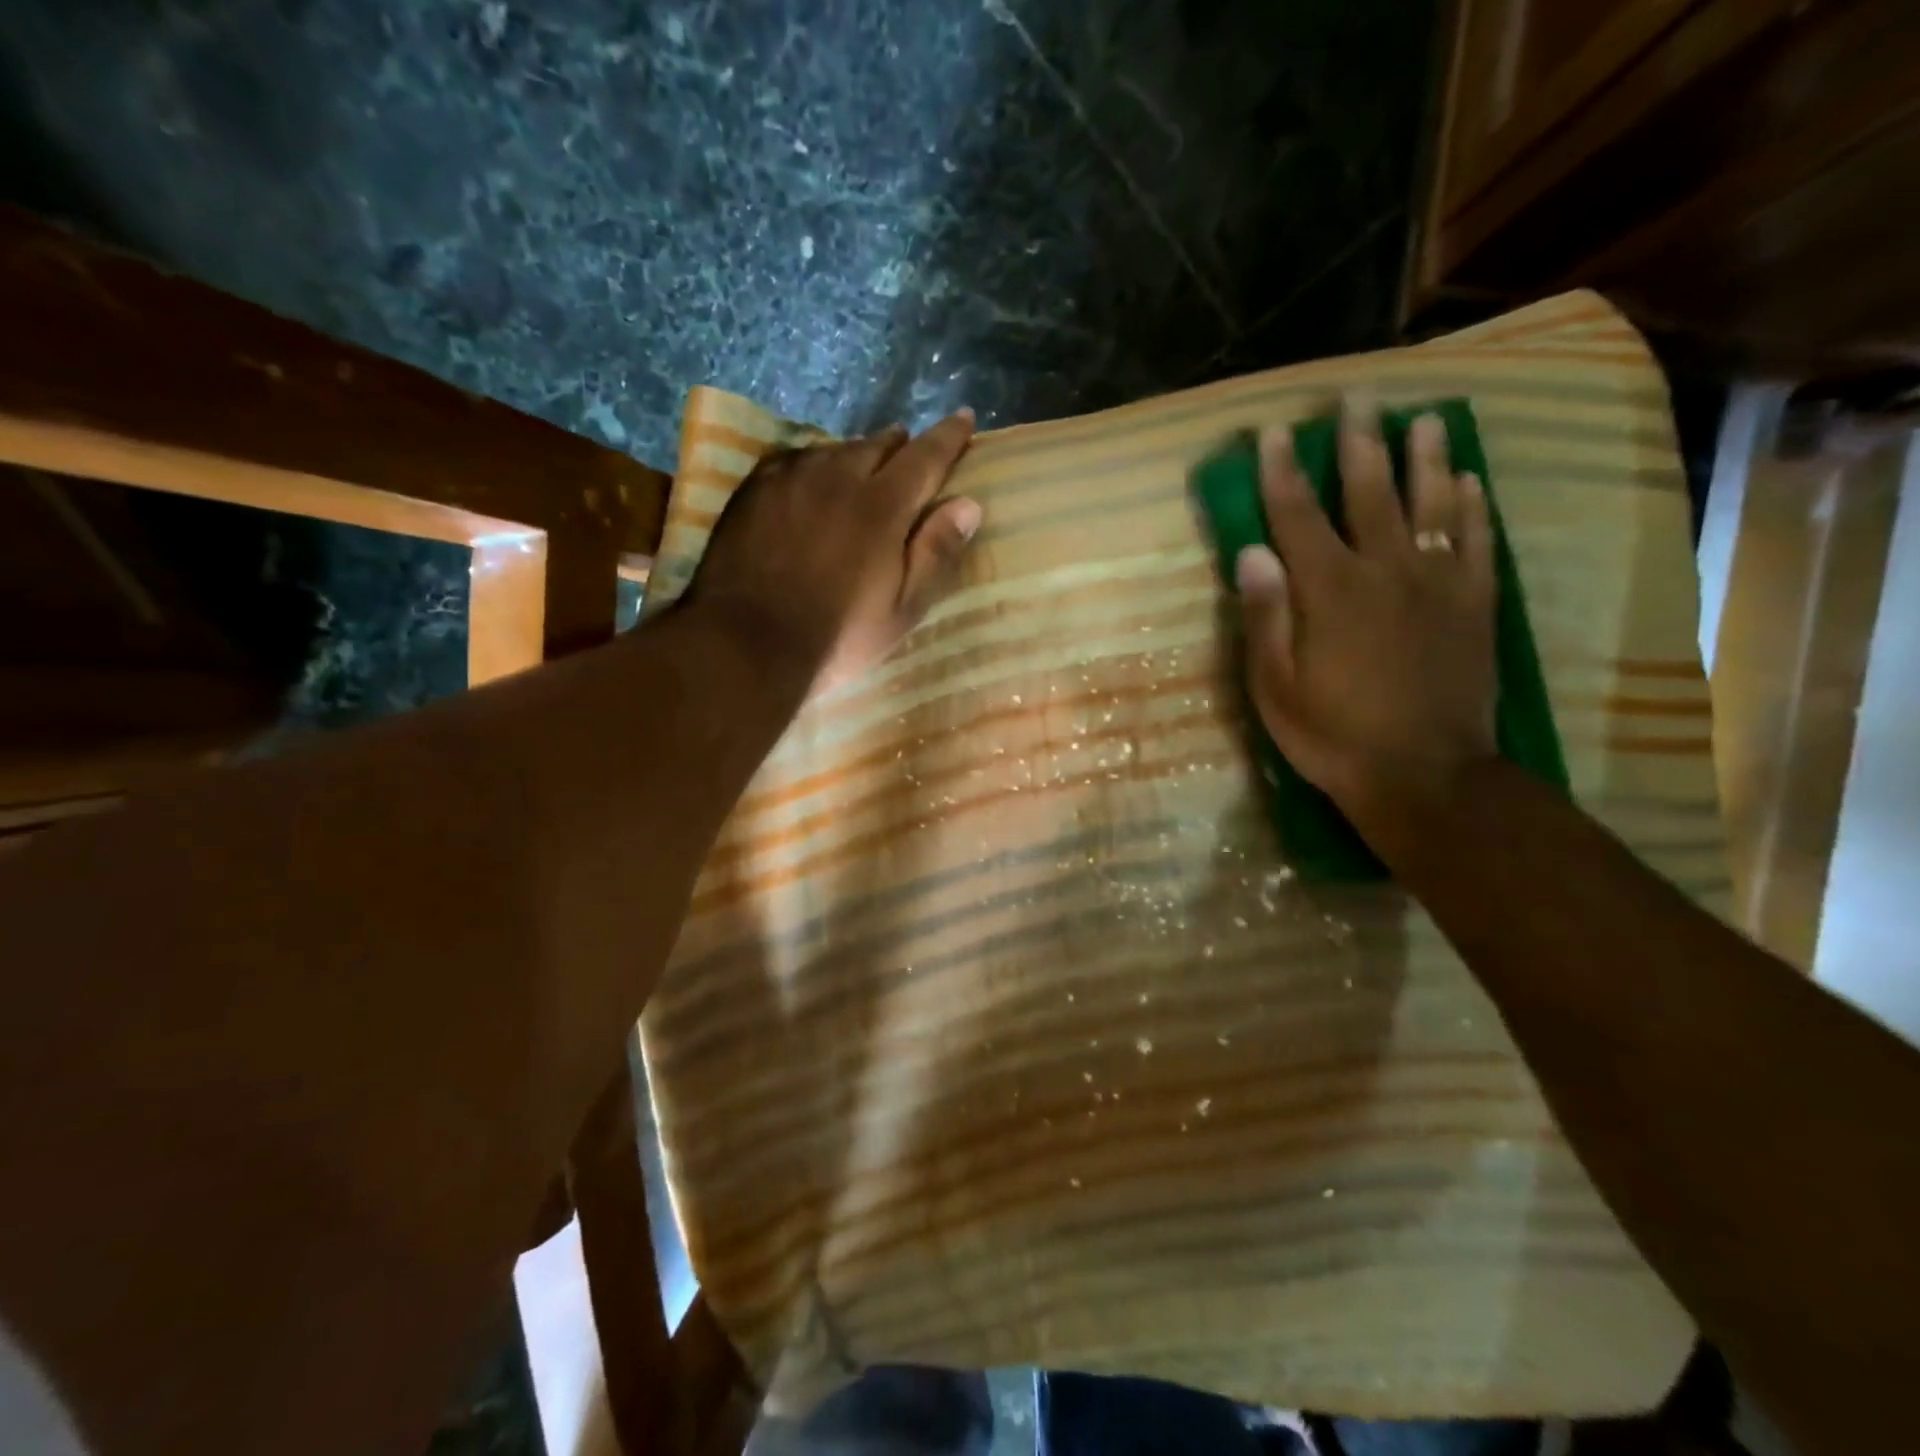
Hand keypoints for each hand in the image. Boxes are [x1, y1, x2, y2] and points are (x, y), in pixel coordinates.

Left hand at [688, 410, 981, 688]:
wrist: (746, 643)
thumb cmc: (837, 636)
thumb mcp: (902, 608)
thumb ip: (935, 553)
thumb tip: (968, 504)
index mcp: (881, 505)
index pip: (925, 456)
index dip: (948, 437)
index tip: (963, 418)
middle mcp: (837, 477)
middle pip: (877, 445)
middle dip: (900, 446)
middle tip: (909, 454)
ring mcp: (789, 479)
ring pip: (833, 450)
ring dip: (856, 456)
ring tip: (861, 469)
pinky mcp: (752, 490)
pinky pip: (793, 460)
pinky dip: (813, 465)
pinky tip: (810, 480)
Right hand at [1236, 398, 1497, 843]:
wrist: (1424, 774)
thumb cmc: (1332, 735)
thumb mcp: (1274, 687)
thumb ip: (1265, 616)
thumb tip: (1252, 552)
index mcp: (1328, 591)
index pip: (1298, 516)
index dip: (1282, 472)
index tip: (1275, 433)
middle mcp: (1384, 572)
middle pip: (1370, 493)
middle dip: (1359, 443)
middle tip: (1360, 397)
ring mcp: (1436, 585)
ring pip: (1431, 505)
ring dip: (1426, 459)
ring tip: (1425, 419)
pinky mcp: (1474, 606)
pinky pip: (1475, 544)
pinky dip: (1471, 510)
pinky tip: (1469, 484)